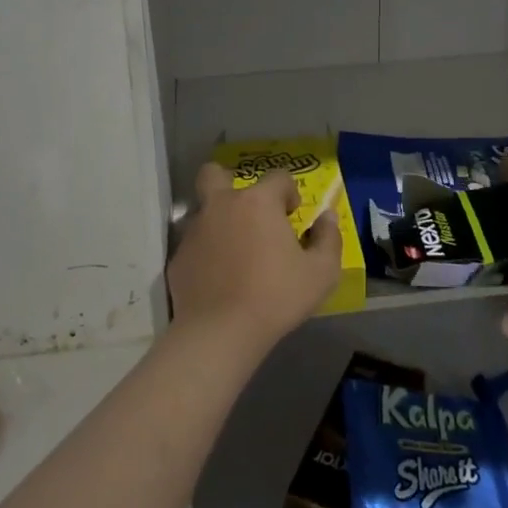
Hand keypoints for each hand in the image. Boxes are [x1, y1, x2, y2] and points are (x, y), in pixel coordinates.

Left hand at [166, 163, 341, 349]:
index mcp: (257, 202)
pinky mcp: (178, 259)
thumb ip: (329, 239)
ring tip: (235, 253)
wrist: (220, 333)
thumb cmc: (276, 297)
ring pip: (204, 211)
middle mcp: (222, 205)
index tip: (292, 215)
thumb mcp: (321, 273)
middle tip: (248, 212)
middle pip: (216, 174)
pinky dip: (206, 254)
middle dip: (229, 182)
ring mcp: (195, 231)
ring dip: (219, 222)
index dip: (289, 192)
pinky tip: (218, 280)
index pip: (278, 177)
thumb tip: (327, 217)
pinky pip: (194, 246)